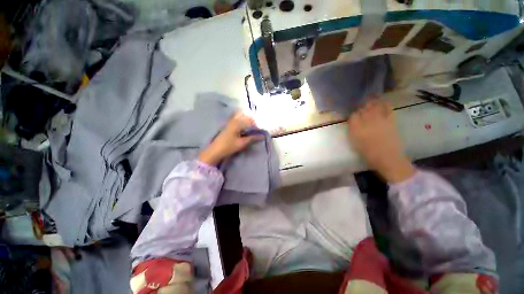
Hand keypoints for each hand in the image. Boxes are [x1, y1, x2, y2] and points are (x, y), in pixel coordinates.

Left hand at [198, 112, 262, 165]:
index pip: (250, 121)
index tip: (260, 132)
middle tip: (256, 131)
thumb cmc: (229, 146)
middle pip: (245, 118)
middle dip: (252, 123)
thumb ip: (252, 138)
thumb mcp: (242, 143)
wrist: (215, 150)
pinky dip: (242, 125)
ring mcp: (230, 123)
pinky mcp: (228, 127)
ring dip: (247, 124)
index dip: (256, 126)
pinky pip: (237, 122)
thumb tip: (262, 136)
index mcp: (237, 123)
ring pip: (241, 119)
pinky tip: (244, 132)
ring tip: (251, 131)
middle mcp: (233, 121)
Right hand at [347, 99, 414, 183]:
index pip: (353, 115)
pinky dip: (385, 104)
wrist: (387, 157)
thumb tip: (352, 121)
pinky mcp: (390, 120)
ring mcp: (380, 119)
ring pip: (374, 106)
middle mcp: (367, 121)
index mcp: (357, 127)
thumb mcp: (355, 142)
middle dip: (361, 105)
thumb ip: (353, 130)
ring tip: (370, 98)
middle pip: (363, 109)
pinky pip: (387, 109)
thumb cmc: (368, 152)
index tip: (352, 114)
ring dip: (371, 102)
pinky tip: (383, 101)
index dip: (353, 113)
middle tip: (360, 103)